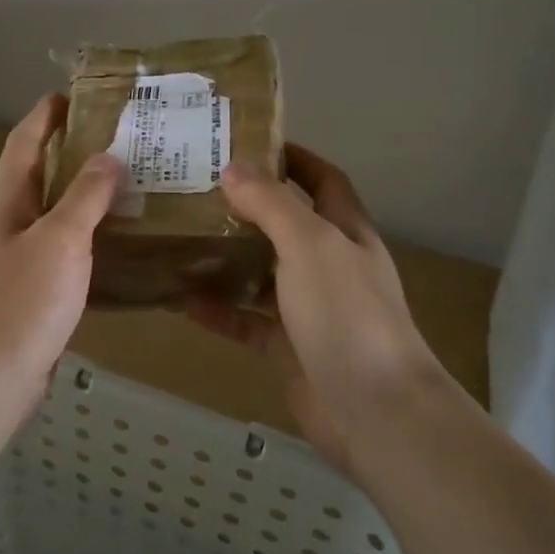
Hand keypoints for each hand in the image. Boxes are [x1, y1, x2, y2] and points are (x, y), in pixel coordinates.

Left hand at [0, 94, 120, 416]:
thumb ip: (85, 196)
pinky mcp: (36, 286)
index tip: (78, 94)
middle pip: (43, 172)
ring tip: (133, 180)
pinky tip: (122, 236)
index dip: (47, 115)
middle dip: (77, 150)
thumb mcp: (60, 239)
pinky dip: (91, 232)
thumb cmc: (24, 299)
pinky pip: (67, 245)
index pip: (25, 141)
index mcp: (7, 199)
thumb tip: (108, 157)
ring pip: (58, 210)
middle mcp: (10, 220)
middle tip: (124, 137)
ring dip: (88, 192)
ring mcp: (21, 255)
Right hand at [187, 145, 456, 476]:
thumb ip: (272, 205)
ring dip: (227, 258)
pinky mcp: (288, 347)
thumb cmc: (346, 314)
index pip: (323, 180)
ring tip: (181, 238)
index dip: (293, 158)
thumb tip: (234, 169)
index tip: (248, 143)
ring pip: (261, 274)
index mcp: (346, 232)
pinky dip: (219, 311)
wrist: (374, 410)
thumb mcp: (309, 245)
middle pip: (285, 225)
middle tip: (195, 190)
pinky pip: (247, 321)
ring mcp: (308, 309)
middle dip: (247, 207)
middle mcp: (329, 266)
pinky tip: (183, 302)